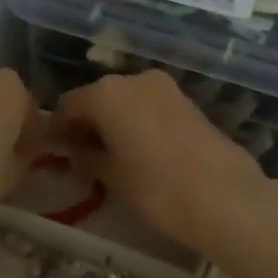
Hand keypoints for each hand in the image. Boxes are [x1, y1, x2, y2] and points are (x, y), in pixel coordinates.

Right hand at [49, 71, 268, 250]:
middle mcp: (135, 80)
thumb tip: (78, 151)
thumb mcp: (112, 177)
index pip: (69, 105)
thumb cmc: (157, 188)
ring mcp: (165, 88)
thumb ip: (88, 157)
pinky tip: (137, 150)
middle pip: (98, 98)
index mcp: (107, 93)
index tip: (52, 150)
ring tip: (108, 155)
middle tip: (79, 154)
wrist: (225, 197)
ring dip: (112, 122)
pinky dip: (136, 122)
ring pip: (125, 101)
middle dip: (86, 123)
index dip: (57, 129)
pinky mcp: (187, 102)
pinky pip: (148, 107)